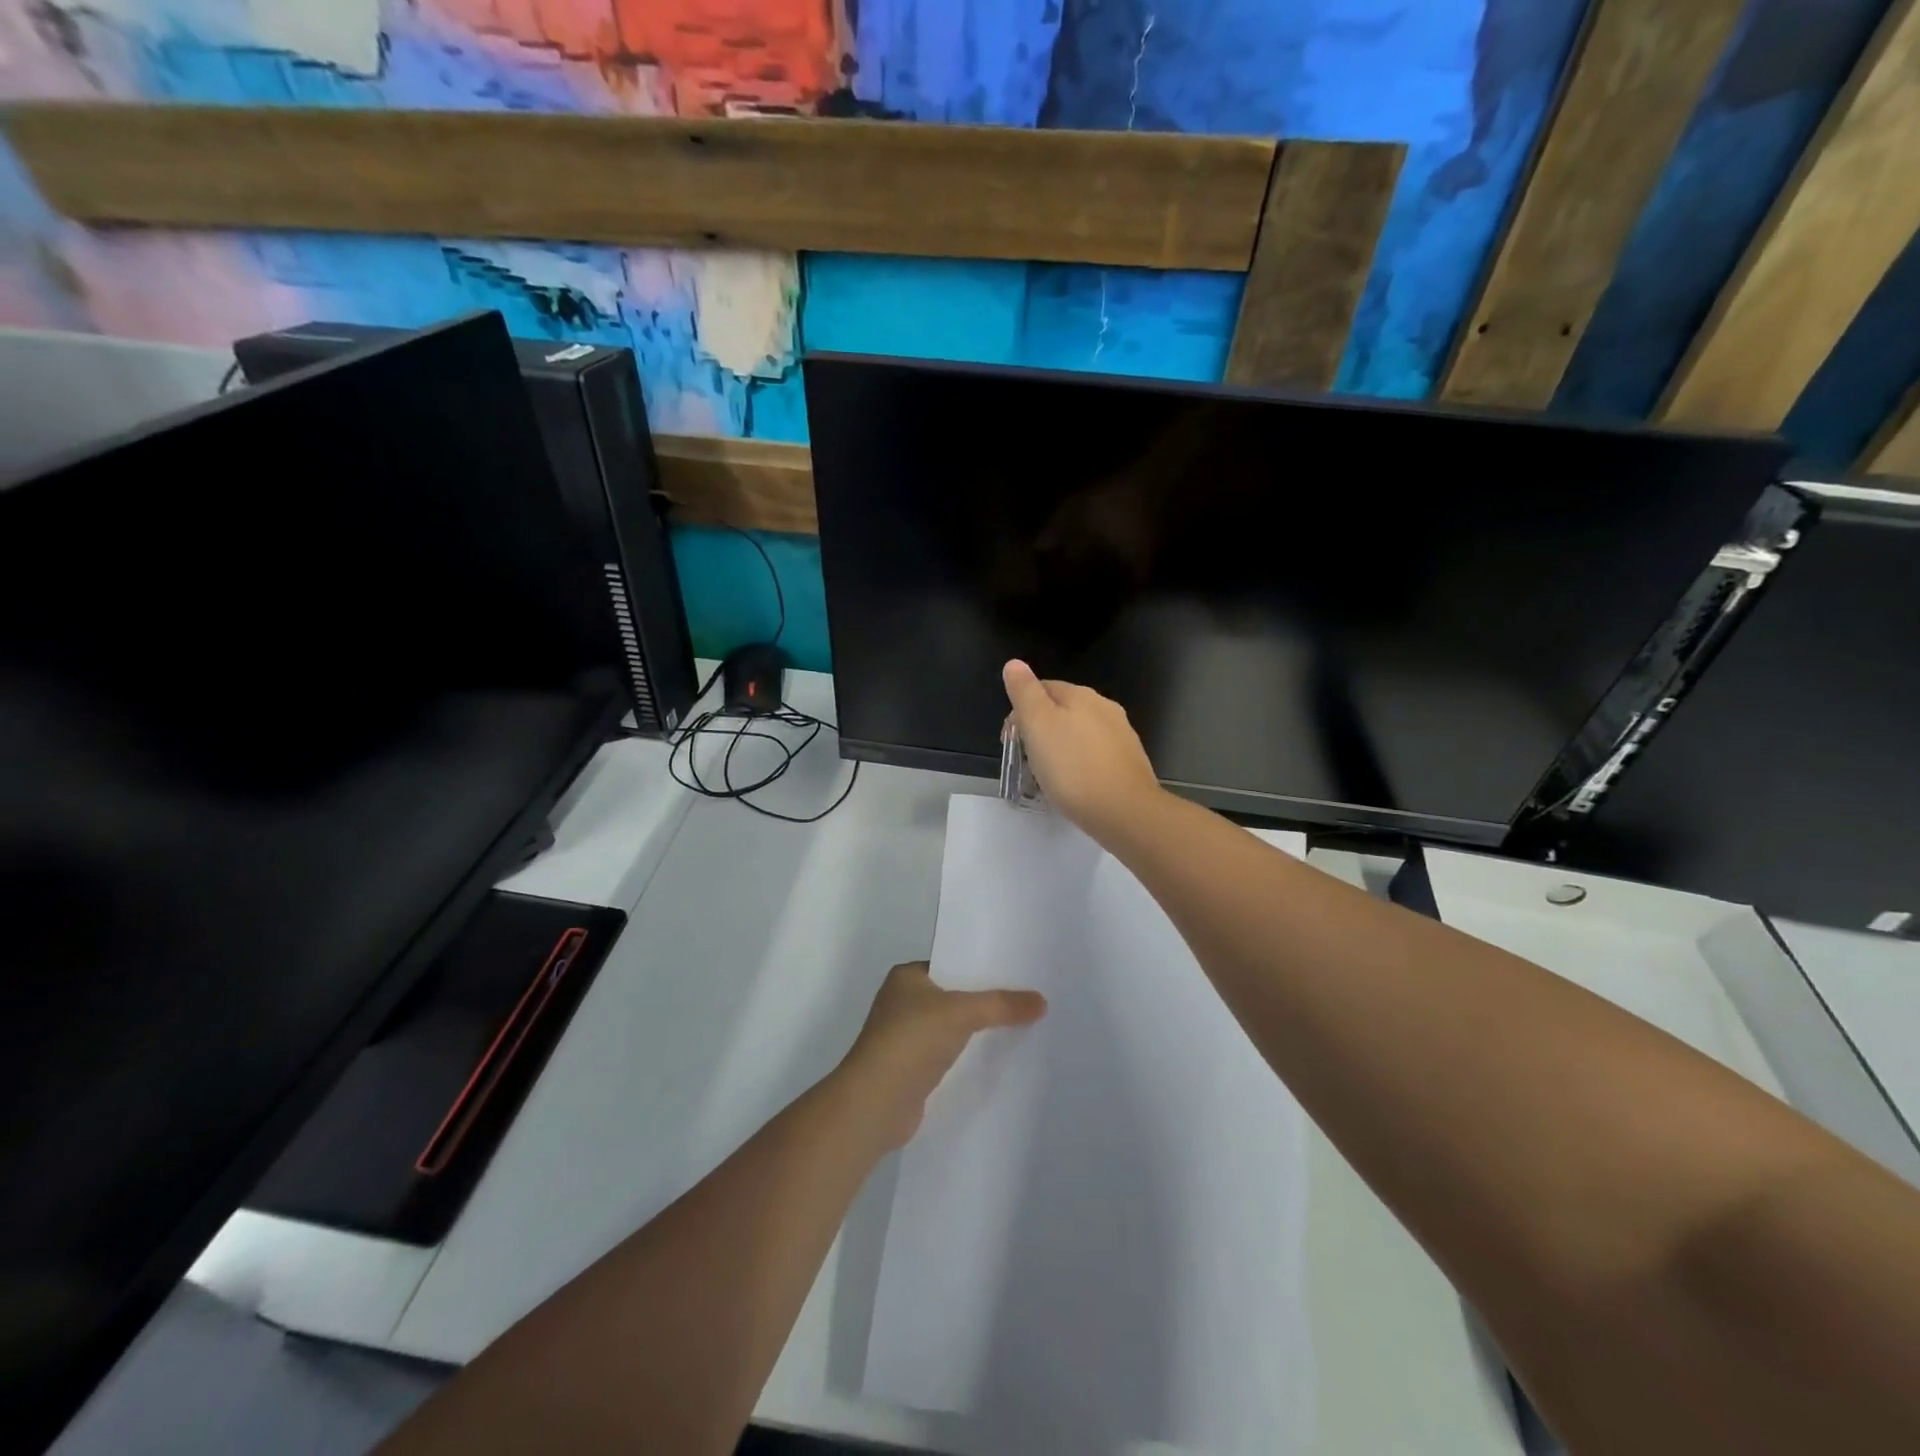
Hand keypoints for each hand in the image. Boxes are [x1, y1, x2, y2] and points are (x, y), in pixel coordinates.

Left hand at [837, 962, 1046, 1148]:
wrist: (875, 1103)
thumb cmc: (911, 1041)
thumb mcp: (961, 1013)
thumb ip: (1001, 1005)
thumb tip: (1042, 1001)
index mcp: (906, 977)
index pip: (951, 964)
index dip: (982, 968)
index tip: (1017, 972)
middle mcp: (903, 1002)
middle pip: (954, 996)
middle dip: (985, 1000)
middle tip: (1027, 999)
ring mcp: (906, 1038)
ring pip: (953, 1027)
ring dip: (978, 1030)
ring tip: (1022, 1027)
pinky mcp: (913, 1070)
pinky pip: (949, 1054)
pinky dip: (969, 1056)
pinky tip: (998, 1059)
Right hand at [1002, 659, 1160, 842]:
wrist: (1124, 812)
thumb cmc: (1072, 767)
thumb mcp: (1037, 725)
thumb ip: (1025, 692)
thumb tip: (1014, 663)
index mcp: (1081, 695)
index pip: (1043, 688)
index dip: (1021, 710)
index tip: (1010, 740)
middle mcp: (1105, 708)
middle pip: (1063, 711)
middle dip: (1041, 730)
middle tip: (1026, 761)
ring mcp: (1121, 735)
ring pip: (1080, 733)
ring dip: (1061, 748)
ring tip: (1048, 776)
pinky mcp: (1130, 762)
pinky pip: (1096, 755)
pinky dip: (1080, 764)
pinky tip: (1075, 785)